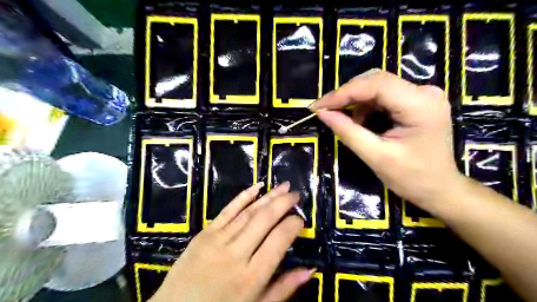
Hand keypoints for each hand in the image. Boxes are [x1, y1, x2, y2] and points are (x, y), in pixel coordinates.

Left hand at [149, 182, 315, 301]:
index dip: (292, 225)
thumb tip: (310, 270)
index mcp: (251, 277)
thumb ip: (283, 289)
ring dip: (268, 197)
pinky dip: (243, 196)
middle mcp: (236, 254)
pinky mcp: (205, 233)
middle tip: (295, 194)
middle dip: (283, 203)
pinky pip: (227, 210)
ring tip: (284, 186)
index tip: (300, 219)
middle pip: (264, 220)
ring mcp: (218, 240)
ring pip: (248, 212)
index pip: (278, 240)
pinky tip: (256, 186)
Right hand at [315, 69, 461, 211]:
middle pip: (375, 80)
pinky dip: (365, 106)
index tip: (318, 107)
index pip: (375, 84)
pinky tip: (358, 121)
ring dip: (354, 101)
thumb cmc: (411, 178)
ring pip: (377, 86)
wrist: (440, 189)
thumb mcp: (375, 156)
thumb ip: (347, 132)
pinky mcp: (416, 101)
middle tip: (324, 110)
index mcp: (420, 104)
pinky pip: (383, 96)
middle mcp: (424, 91)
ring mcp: (422, 95)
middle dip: (346, 95)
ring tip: (341, 119)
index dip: (342, 93)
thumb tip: (322, 113)